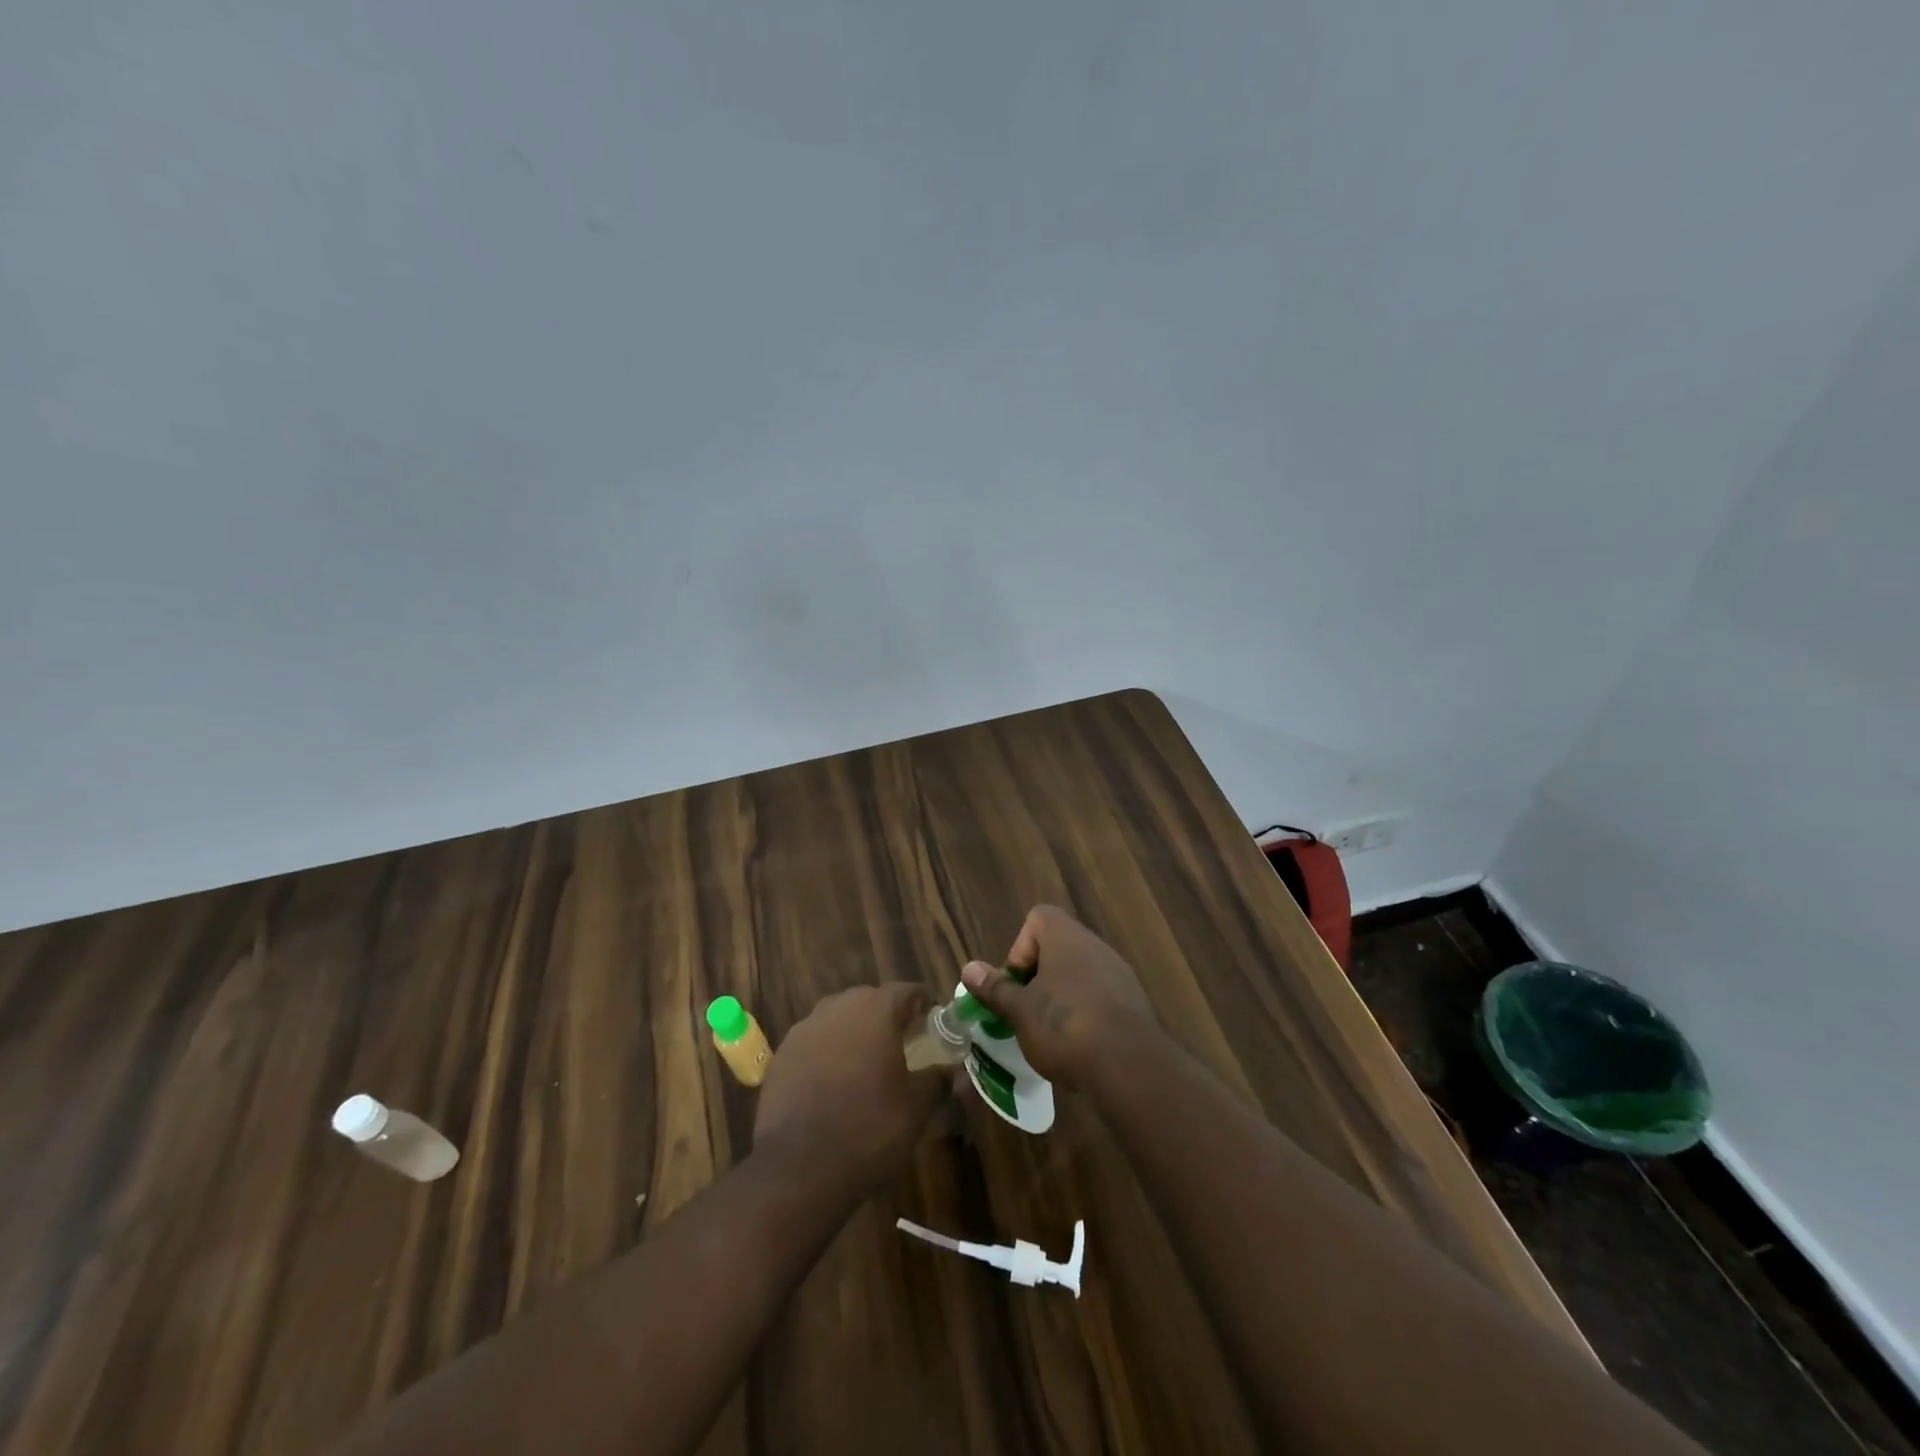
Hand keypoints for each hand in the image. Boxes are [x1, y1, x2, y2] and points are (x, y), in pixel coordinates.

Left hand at [752, 983, 948, 1194]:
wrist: (797, 1168)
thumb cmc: (868, 1128)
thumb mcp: (916, 1108)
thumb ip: (938, 1080)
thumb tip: (956, 1072)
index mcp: (876, 1009)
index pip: (908, 991)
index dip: (925, 1004)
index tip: (936, 1023)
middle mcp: (839, 1007)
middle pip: (871, 1000)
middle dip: (889, 1017)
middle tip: (905, 1044)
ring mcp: (805, 1028)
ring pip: (839, 1019)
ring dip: (856, 1033)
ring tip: (868, 1064)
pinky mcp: (782, 1054)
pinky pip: (814, 1043)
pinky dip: (828, 1054)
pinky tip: (834, 1084)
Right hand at [960, 906, 1159, 1088]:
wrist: (1130, 1066)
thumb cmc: (1065, 1027)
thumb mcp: (1020, 1011)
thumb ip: (995, 988)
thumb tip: (969, 968)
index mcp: (1067, 937)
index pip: (1038, 918)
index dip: (1020, 947)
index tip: (1016, 983)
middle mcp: (1095, 946)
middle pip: (1057, 948)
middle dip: (1037, 978)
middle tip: (1026, 1012)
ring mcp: (1119, 974)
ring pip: (1079, 975)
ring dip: (1061, 998)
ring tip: (1050, 1034)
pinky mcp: (1134, 1004)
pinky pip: (1100, 998)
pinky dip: (1085, 1014)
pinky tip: (1079, 1047)